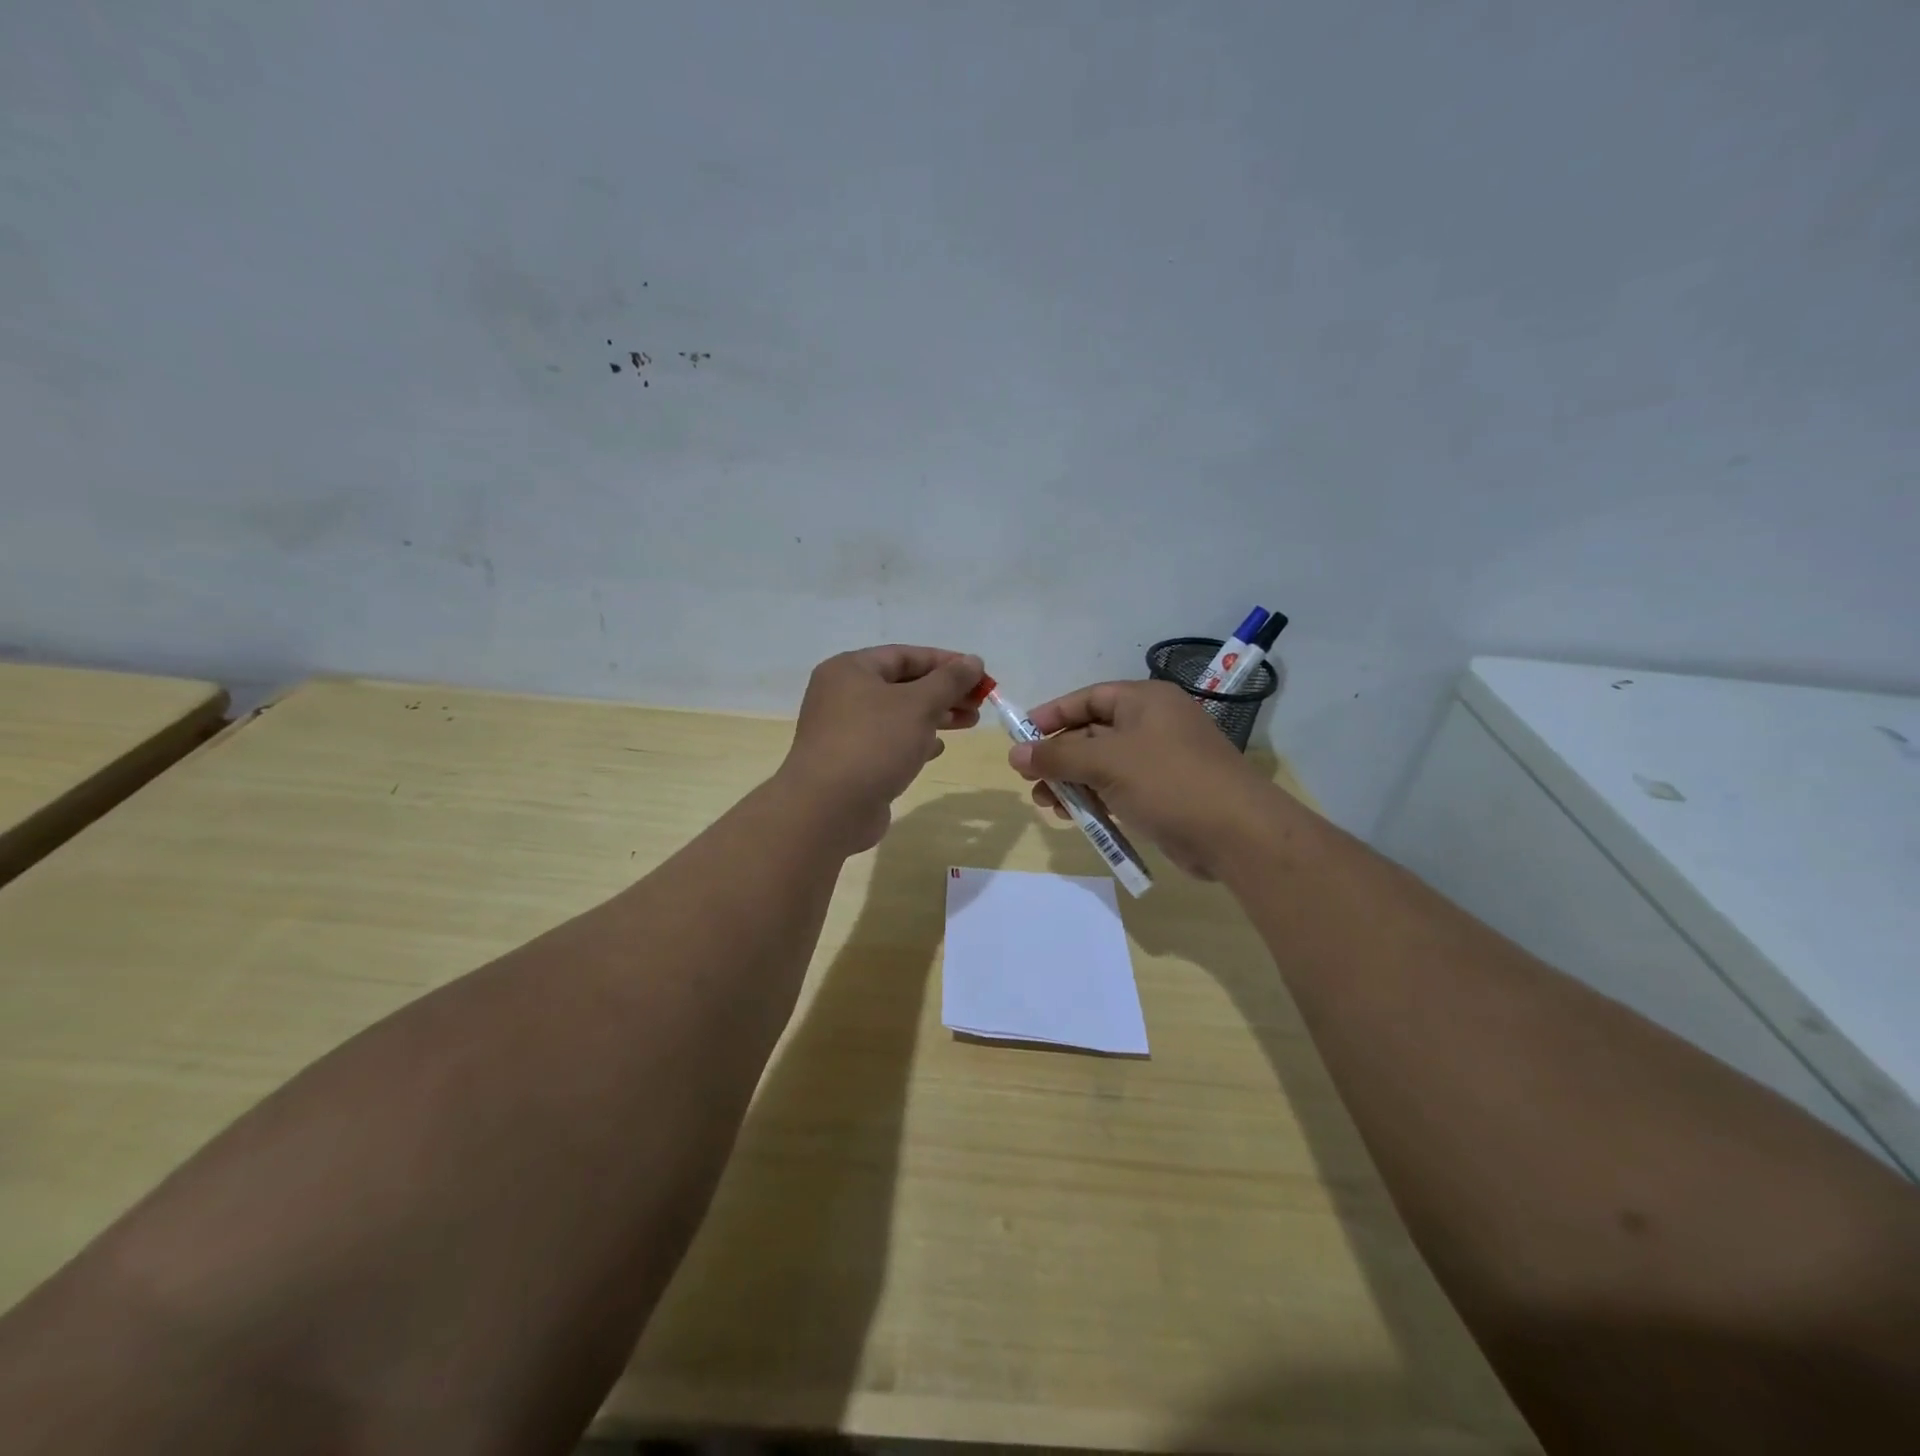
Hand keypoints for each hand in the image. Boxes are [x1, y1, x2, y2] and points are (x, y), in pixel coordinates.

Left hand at [779, 645, 984, 851]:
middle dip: (943, 692)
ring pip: (898, 715)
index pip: (905, 655)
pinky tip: (937, 749)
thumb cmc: (874, 744)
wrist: (828, 809)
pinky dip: (914, 741)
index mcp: (850, 670)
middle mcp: (842, 695)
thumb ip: (949, 681)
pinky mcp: (850, 761)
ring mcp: (843, 730)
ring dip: (935, 716)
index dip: (946, 662)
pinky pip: (888, 742)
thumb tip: (974, 660)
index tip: (980, 674)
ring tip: (969, 723)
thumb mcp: (918, 705)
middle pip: (902, 685)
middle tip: (979, 703)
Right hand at [1007, 679, 1278, 877]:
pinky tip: (1076, 818)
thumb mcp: (1105, 762)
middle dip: (1059, 757)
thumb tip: (1015, 754)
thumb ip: (1057, 756)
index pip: (1088, 698)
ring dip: (1072, 783)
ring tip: (1048, 805)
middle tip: (1030, 780)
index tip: (1020, 736)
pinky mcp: (1165, 793)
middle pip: (1092, 733)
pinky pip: (1119, 789)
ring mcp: (1161, 760)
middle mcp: (1153, 724)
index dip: (1052, 715)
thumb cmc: (1168, 781)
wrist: (1235, 833)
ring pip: (1103, 765)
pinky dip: (1096, 799)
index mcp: (1145, 701)